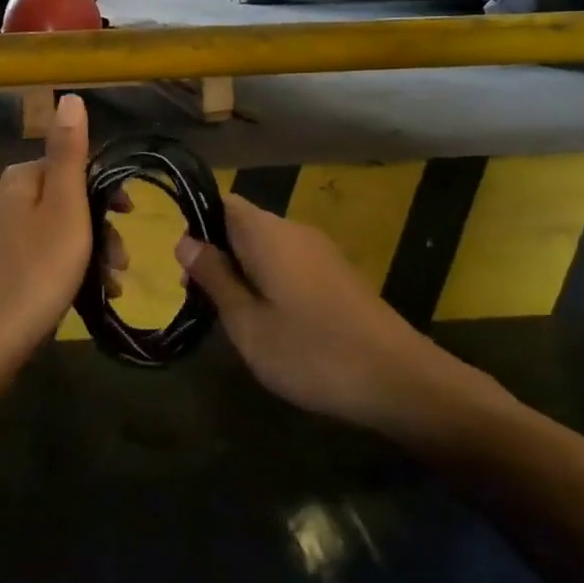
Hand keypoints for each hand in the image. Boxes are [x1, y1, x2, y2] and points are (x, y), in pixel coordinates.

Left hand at [0, 93, 98, 368]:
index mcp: (17, 181)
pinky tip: (82, 298)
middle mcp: (0, 202)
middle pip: (63, 201)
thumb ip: (69, 153)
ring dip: (87, 253)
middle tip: (122, 262)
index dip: (107, 188)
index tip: (132, 217)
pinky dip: (64, 272)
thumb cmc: (34, 273)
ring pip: (53, 233)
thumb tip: (70, 96)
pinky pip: (37, 260)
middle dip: (100, 227)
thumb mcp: (64, 207)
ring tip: (111, 286)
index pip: (70, 165)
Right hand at [176, 194, 513, 441]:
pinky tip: (270, 321)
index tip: (183, 265)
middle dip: (217, 253)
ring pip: (266, 245)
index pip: (222, 202)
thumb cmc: (312, 353)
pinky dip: (269, 280)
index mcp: (266, 233)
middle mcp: (293, 230)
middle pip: (242, 223)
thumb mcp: (248, 324)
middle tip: (199, 299)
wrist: (400, 381)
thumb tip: (184, 241)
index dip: (197, 224)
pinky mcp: (337, 274)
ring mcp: (320, 251)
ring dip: (242, 270)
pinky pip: (289, 262)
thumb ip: (215, 279)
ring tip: (231, 316)